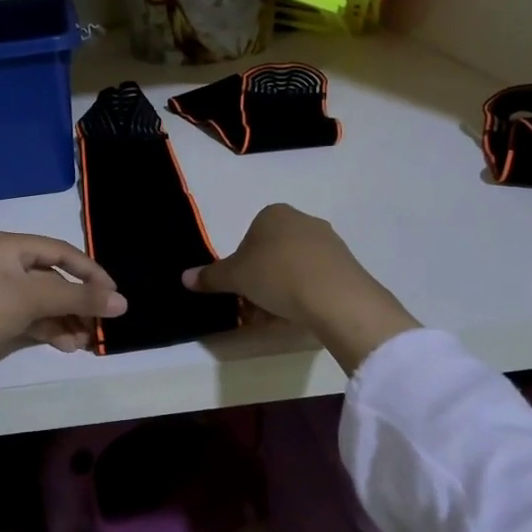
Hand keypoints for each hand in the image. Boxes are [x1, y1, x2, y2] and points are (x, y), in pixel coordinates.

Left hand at [0, 234, 126, 404]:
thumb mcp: (33, 299)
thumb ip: (79, 298)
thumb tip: (123, 302)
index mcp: (12, 246)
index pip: (63, 252)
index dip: (92, 273)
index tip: (115, 297)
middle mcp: (6, 263)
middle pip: (55, 278)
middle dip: (79, 302)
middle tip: (100, 325)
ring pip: (44, 302)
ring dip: (67, 320)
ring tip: (83, 343)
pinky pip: (30, 318)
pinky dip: (49, 329)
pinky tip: (65, 346)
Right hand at [183, 204, 417, 371]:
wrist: (337, 297)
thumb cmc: (277, 275)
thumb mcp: (235, 277)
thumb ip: (210, 277)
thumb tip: (184, 277)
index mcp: (273, 214)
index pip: (248, 239)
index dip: (240, 266)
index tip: (239, 289)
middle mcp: (302, 220)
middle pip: (270, 255)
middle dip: (259, 282)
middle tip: (253, 308)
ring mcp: (328, 242)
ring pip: (292, 269)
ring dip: (279, 292)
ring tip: (275, 317)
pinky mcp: (346, 265)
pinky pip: (315, 279)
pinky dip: (303, 296)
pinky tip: (299, 316)